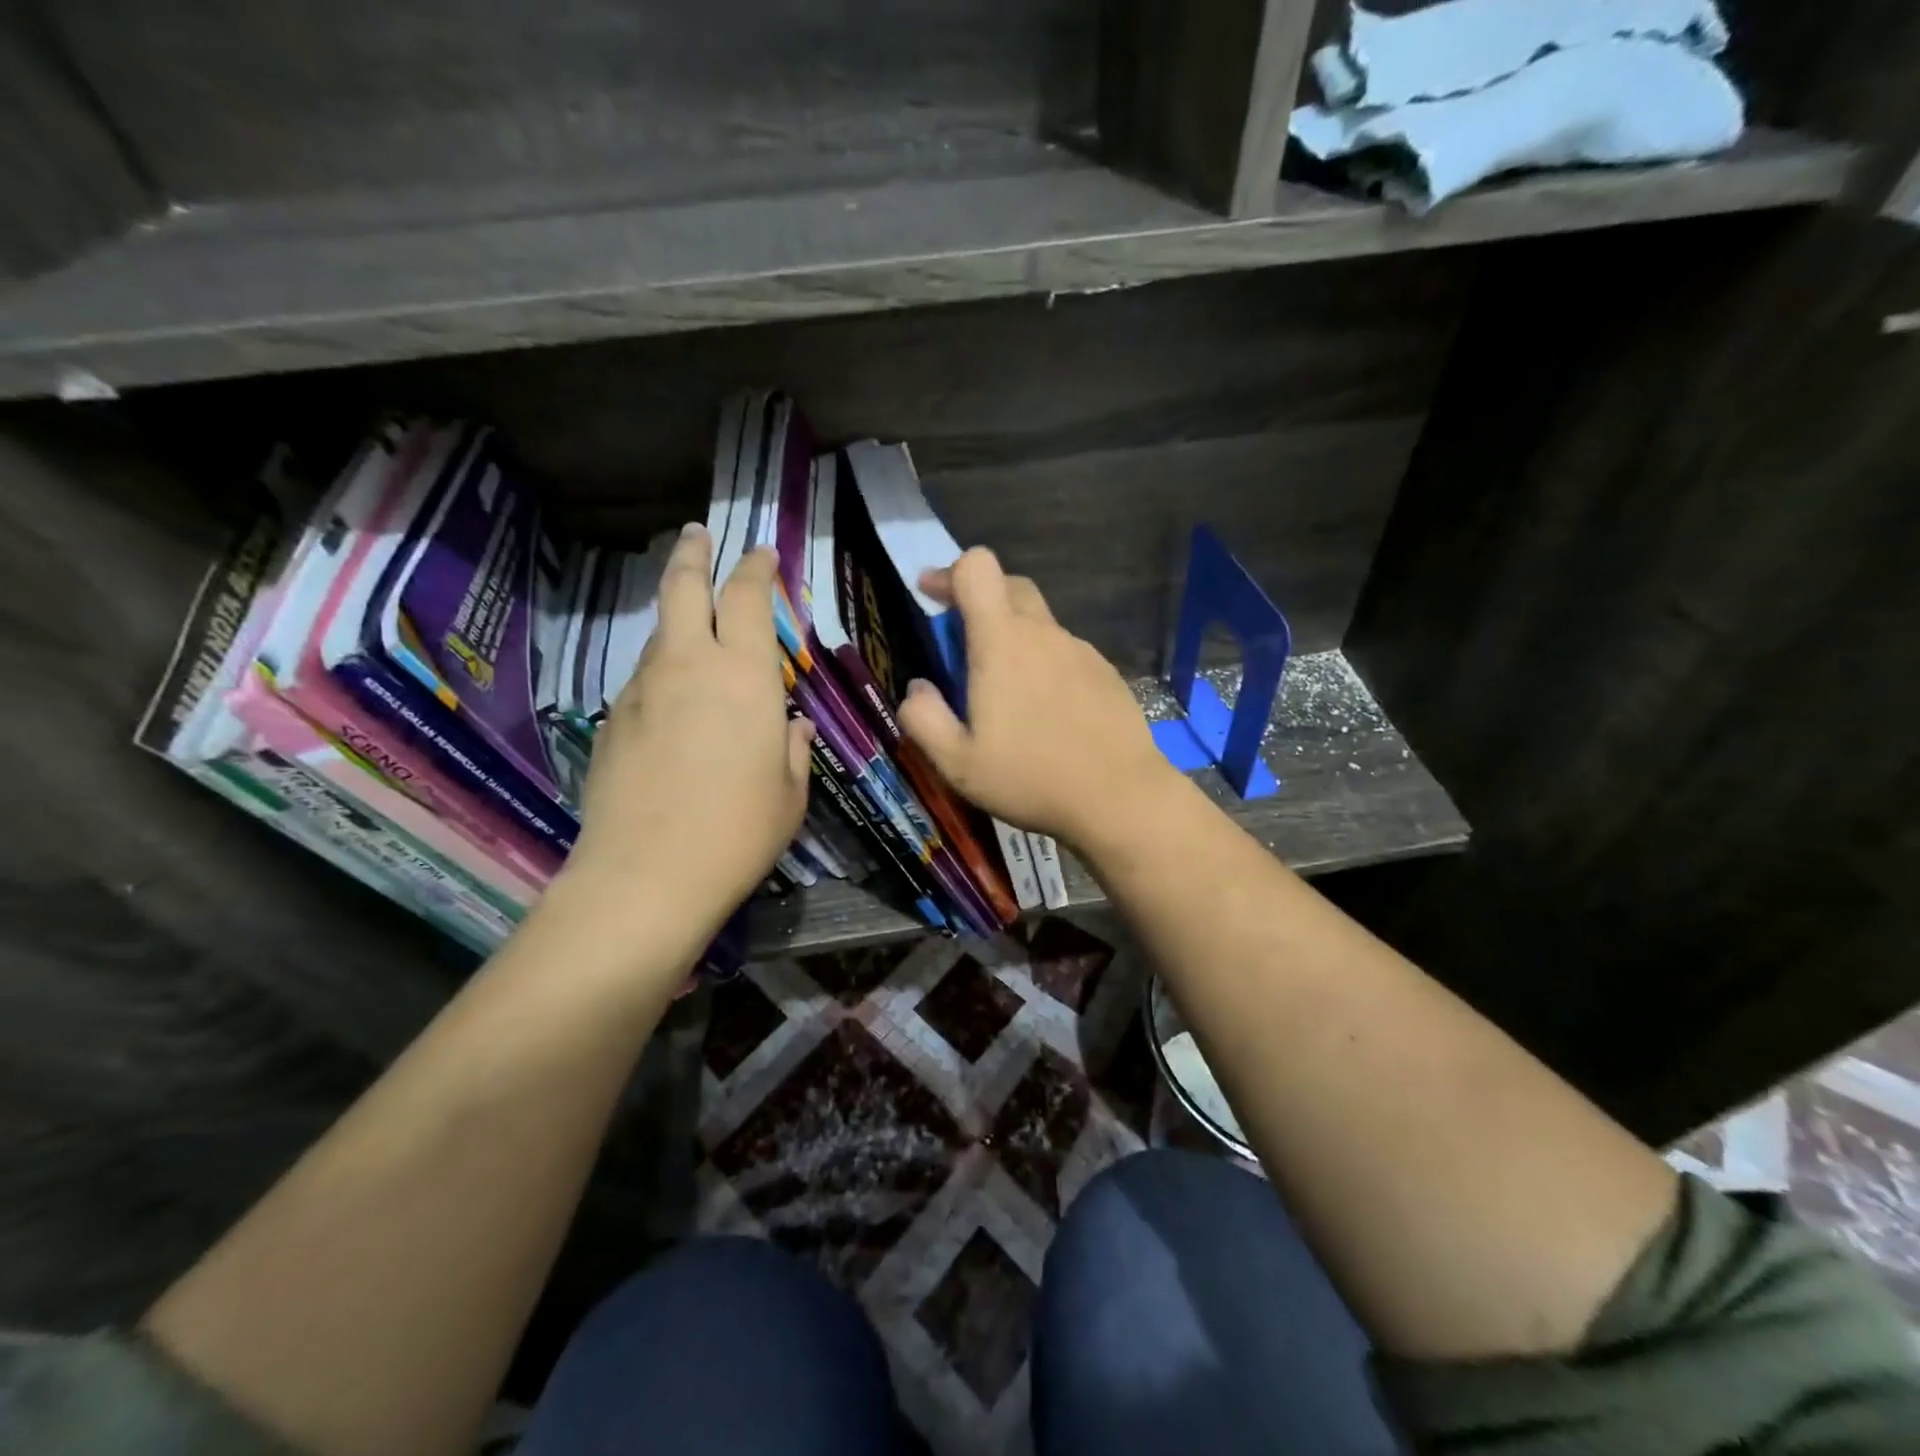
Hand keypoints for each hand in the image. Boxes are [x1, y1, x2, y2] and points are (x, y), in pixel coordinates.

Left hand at [564, 524, 812, 935]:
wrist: (645, 876)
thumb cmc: (738, 832)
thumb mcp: (790, 792)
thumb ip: (792, 747)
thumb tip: (790, 725)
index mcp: (745, 676)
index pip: (749, 597)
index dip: (756, 567)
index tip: (761, 553)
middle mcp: (690, 666)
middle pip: (684, 587)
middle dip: (693, 553)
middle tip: (698, 534)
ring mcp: (643, 689)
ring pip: (660, 633)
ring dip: (678, 619)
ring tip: (695, 630)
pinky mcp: (612, 719)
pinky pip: (644, 678)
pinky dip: (662, 672)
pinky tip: (673, 703)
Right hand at [897, 548, 1175, 849]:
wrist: (1120, 798)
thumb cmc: (1030, 778)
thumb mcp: (957, 763)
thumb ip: (924, 719)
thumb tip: (917, 688)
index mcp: (1002, 642)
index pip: (978, 567)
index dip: (950, 572)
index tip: (931, 595)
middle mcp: (1044, 634)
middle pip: (1010, 585)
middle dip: (980, 600)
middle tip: (960, 642)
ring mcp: (1081, 651)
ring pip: (1040, 624)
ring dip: (1014, 638)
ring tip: (1004, 694)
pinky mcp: (1106, 673)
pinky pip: (1065, 653)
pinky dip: (1045, 665)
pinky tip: (1046, 713)